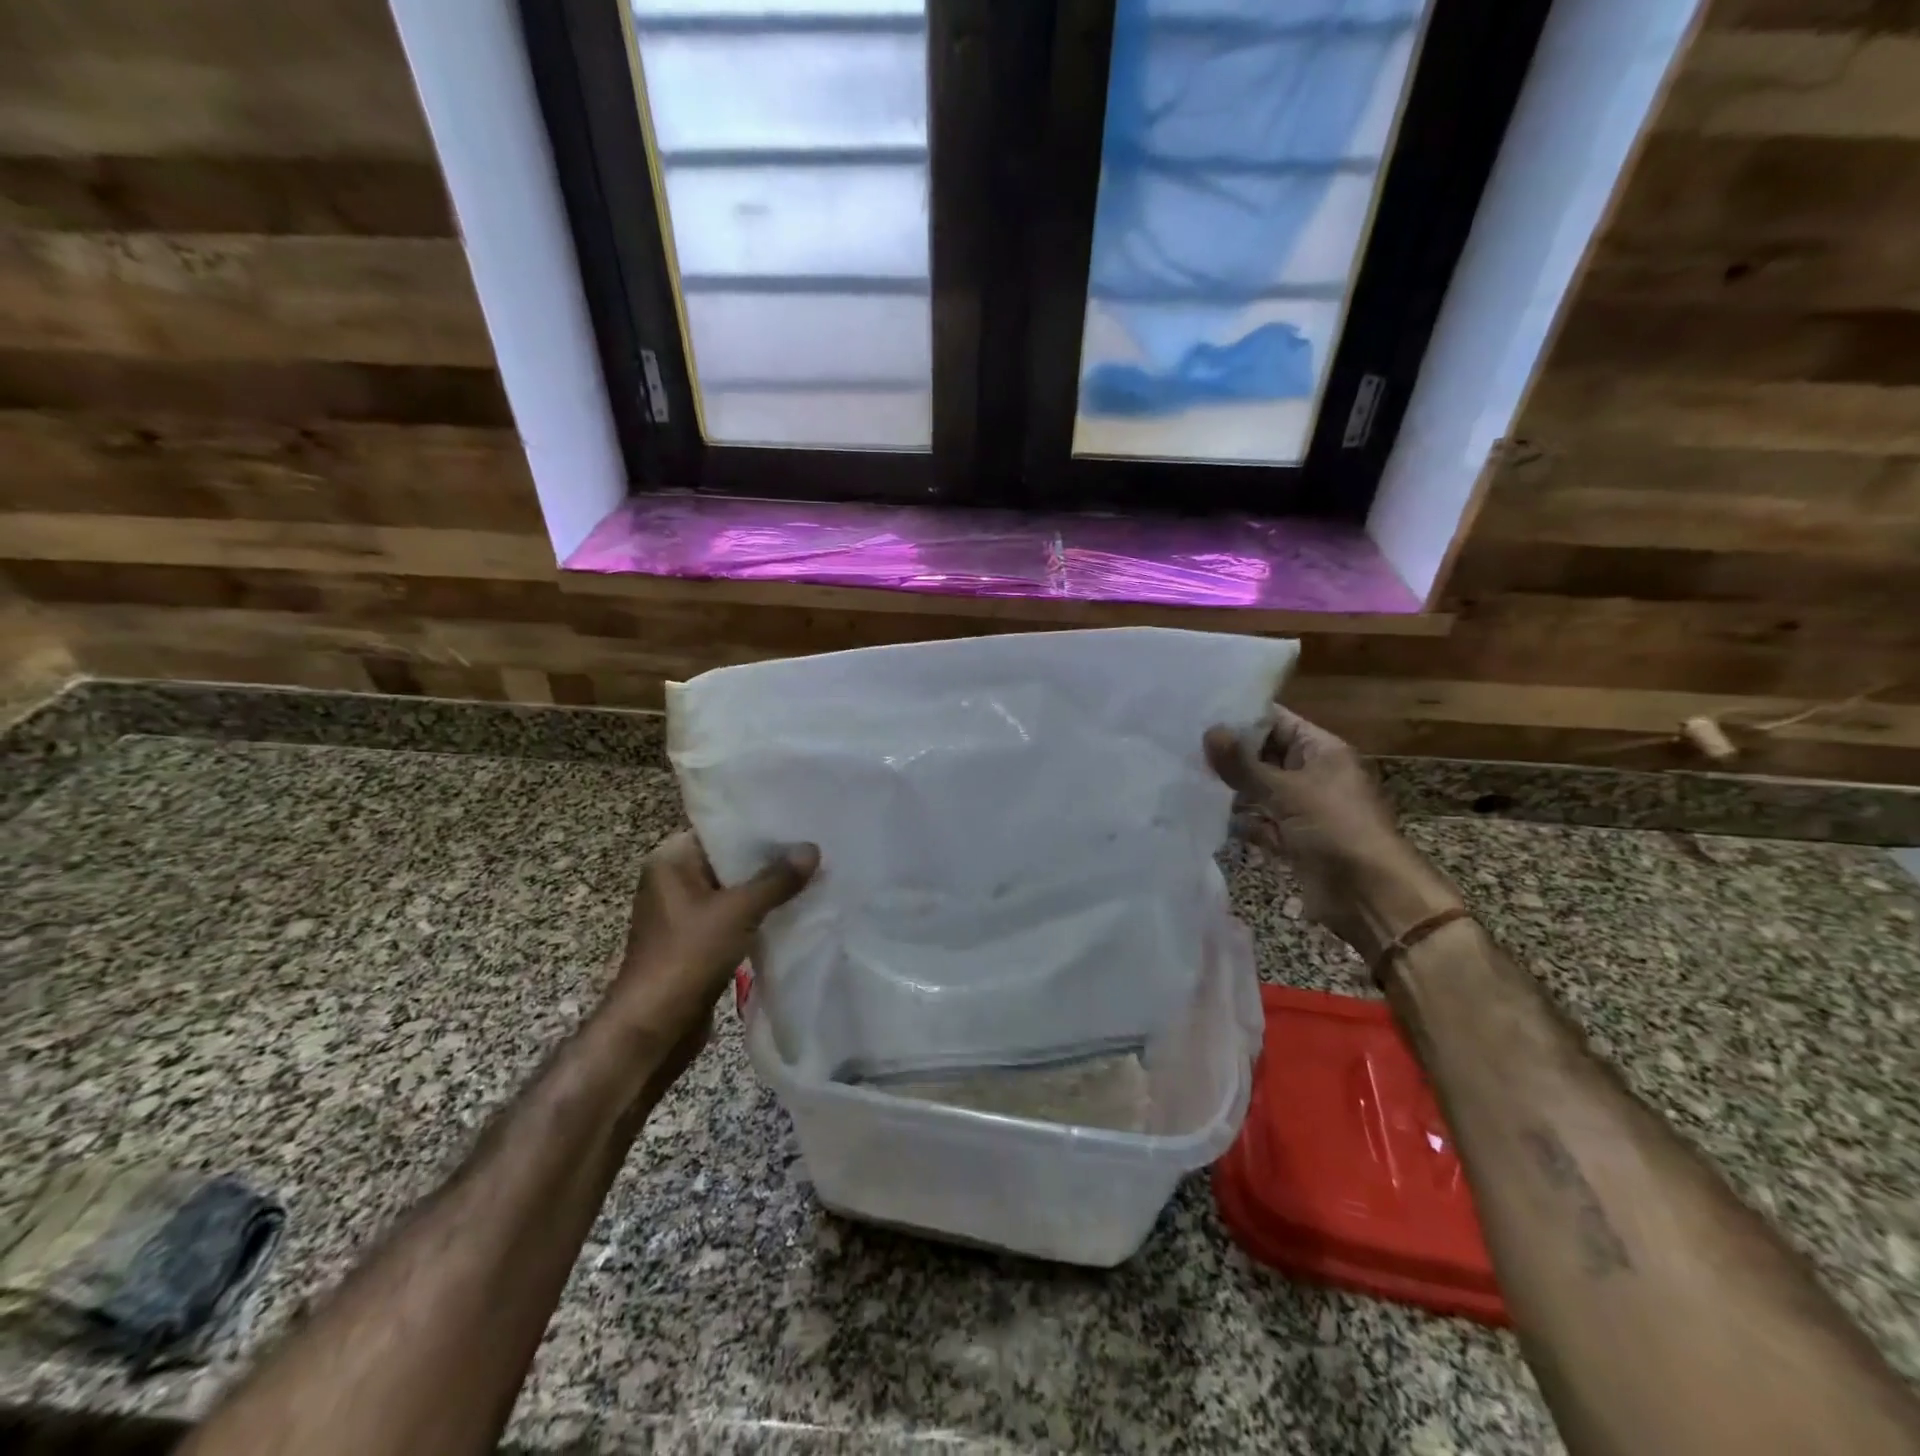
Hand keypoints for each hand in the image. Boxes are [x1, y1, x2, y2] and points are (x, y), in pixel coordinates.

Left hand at [600, 832, 817, 1073]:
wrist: (653, 1029)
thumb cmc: (687, 956)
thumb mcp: (738, 911)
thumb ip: (777, 879)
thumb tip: (812, 849)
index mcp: (671, 860)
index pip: (721, 830)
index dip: (759, 827)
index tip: (798, 821)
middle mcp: (674, 880)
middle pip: (730, 860)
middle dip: (770, 859)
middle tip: (814, 847)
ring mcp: (685, 913)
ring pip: (735, 891)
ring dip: (768, 890)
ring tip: (813, 875)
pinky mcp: (697, 941)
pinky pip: (735, 917)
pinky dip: (760, 915)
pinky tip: (794, 910)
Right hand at [1205, 709, 1460, 965]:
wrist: (1371, 897)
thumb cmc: (1336, 830)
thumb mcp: (1287, 792)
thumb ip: (1244, 764)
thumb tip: (1209, 732)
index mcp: (1321, 751)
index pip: (1277, 722)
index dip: (1241, 718)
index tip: (1200, 715)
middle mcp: (1312, 775)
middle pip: (1265, 755)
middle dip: (1230, 754)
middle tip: (1184, 746)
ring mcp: (1303, 809)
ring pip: (1260, 790)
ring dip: (1231, 788)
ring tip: (1187, 776)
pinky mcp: (1293, 840)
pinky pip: (1260, 823)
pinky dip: (1240, 821)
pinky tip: (1206, 814)